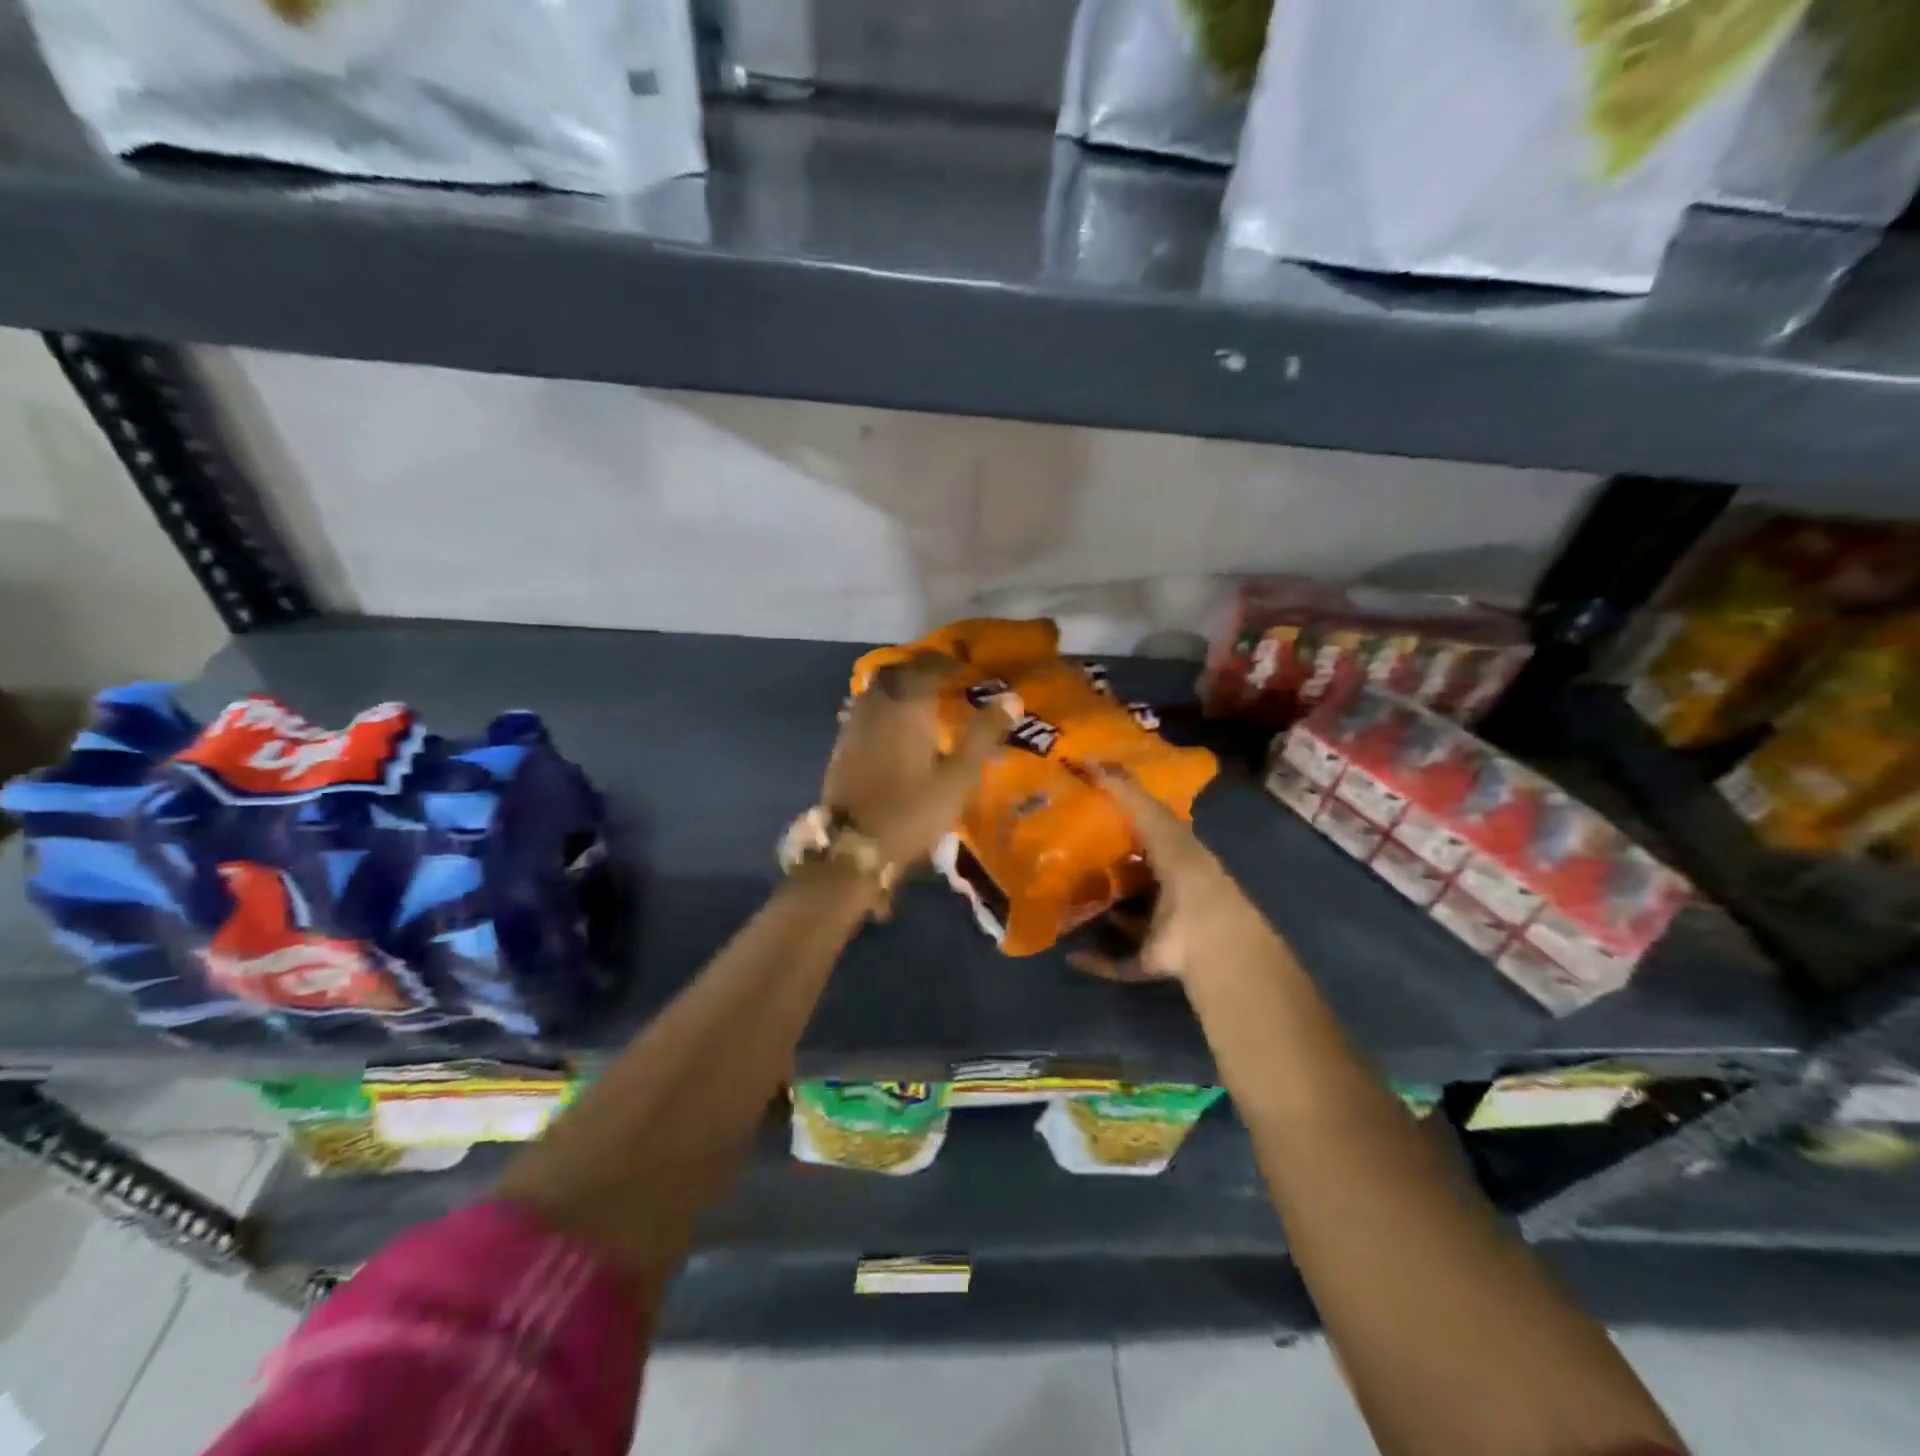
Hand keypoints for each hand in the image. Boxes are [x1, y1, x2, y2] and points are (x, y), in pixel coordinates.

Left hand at [822, 654, 1009, 867]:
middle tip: (944, 680)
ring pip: (877, 691)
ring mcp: (853, 726)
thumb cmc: (912, 810)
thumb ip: (983, 734)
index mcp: (905, 706)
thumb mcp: (958, 776)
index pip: (927, 666)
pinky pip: (864, 711)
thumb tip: (1012, 698)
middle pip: (896, 673)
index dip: (947, 663)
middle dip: (920, 670)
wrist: (853, 848)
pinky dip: (883, 709)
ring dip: (899, 688)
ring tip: (922, 702)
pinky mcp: (841, 747)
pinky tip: (895, 728)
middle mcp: (876, 706)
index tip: (966, 669)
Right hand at [1069, 763, 1283, 986]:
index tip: (1087, 815)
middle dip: (1109, 873)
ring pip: (1129, 920)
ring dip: (1102, 915)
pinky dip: (1096, 960)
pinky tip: (1069, 954)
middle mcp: (1172, 893)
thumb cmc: (1186, 874)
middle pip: (1137, 880)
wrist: (1207, 936)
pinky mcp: (1150, 960)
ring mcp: (1163, 930)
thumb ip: (1128, 794)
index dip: (1124, 826)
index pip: (1151, 837)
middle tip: (1066, 861)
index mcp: (1179, 858)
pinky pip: (1119, 961)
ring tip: (1064, 904)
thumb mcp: (1158, 824)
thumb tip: (1091, 759)